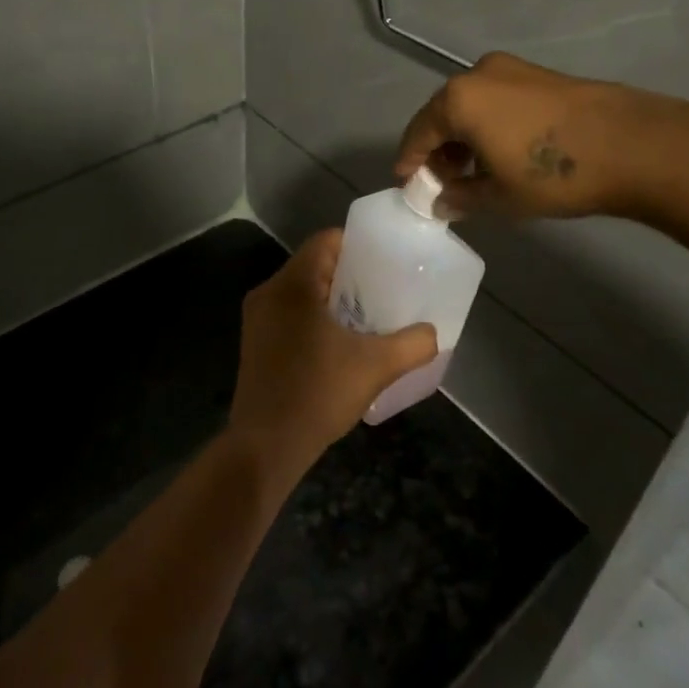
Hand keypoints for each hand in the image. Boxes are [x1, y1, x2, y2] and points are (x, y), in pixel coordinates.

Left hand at [230, 230, 438, 476]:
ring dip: (332, 298)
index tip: (386, 262)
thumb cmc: (318, 393)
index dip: (358, 246)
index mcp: (292, 284)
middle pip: (314, 264)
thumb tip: (433, 333)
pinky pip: (290, 313)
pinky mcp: (256, 343)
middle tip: (384, 289)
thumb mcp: (376, 366)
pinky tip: (340, 342)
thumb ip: (412, 344)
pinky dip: (315, 317)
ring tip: (367, 315)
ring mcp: (257, 318)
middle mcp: (269, 292)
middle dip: (350, 274)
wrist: (266, 446)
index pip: (326, 240)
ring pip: (301, 291)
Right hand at [395, 52, 688, 220]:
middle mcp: (477, 75)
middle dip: (438, 149)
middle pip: (442, 115)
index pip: (418, 133)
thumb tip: (442, 201)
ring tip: (472, 171)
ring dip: (464, 137)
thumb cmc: (553, 174)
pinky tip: (501, 151)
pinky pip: (496, 100)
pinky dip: (488, 124)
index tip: (407, 184)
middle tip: (442, 182)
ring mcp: (511, 69)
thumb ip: (460, 197)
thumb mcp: (499, 197)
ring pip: (471, 106)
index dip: (410, 161)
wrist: (632, 145)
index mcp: (458, 100)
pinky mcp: (538, 74)